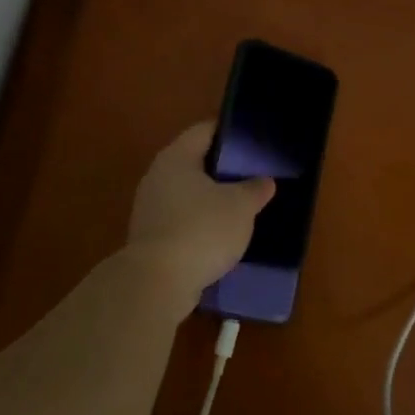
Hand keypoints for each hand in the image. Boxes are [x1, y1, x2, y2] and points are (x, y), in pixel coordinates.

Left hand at [126, 122, 273, 312]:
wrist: (158, 283)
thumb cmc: (201, 230)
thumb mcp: (240, 206)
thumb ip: (255, 189)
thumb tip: (264, 181)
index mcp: (177, 157)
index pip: (205, 131)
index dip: (230, 132)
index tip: (253, 141)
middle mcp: (158, 176)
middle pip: (195, 162)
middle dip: (222, 169)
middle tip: (252, 175)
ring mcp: (150, 208)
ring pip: (188, 194)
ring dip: (211, 200)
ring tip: (241, 208)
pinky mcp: (150, 238)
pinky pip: (181, 221)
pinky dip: (200, 225)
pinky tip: (221, 237)